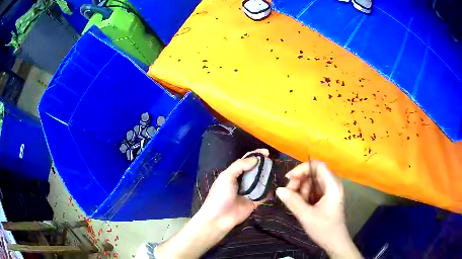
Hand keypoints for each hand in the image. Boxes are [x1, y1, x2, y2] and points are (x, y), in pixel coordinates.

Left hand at [200, 148, 269, 229]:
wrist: (219, 218)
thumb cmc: (220, 195)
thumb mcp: (226, 177)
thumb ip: (240, 166)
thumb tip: (256, 159)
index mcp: (233, 174)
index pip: (245, 161)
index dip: (255, 155)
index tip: (267, 152)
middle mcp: (242, 181)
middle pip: (255, 171)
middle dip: (264, 166)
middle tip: (274, 162)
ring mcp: (249, 192)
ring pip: (261, 182)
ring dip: (268, 177)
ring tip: (278, 172)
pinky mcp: (255, 202)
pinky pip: (264, 195)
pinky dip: (270, 191)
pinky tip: (277, 186)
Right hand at [276, 161, 361, 258]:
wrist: (334, 242)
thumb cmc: (324, 229)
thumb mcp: (306, 216)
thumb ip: (293, 201)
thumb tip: (279, 190)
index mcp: (332, 186)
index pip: (318, 166)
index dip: (302, 168)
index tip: (289, 179)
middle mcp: (332, 185)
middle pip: (313, 174)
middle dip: (299, 182)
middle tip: (288, 194)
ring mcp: (329, 192)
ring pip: (311, 183)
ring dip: (300, 190)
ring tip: (296, 204)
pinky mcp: (325, 198)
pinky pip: (312, 191)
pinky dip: (304, 196)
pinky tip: (301, 205)